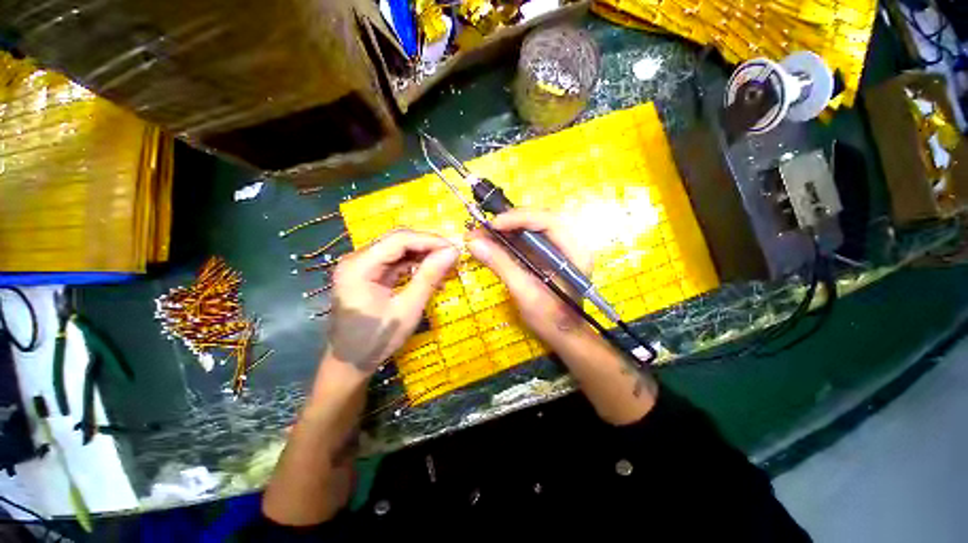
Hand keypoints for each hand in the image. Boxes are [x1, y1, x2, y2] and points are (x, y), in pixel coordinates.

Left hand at [326, 230, 458, 373]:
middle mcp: (356, 259)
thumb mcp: (408, 309)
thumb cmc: (376, 340)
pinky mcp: (366, 274)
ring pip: (397, 250)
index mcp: (359, 267)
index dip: (429, 240)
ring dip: (422, 255)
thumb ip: (429, 277)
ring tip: (445, 264)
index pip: (399, 240)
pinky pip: (394, 262)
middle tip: (452, 256)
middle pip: (397, 241)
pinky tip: (430, 273)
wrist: (349, 364)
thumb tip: (453, 252)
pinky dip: (413, 266)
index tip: (454, 249)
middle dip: (427, 246)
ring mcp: (360, 266)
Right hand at [467, 209, 593, 346]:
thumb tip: (474, 242)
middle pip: (539, 219)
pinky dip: (509, 239)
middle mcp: (571, 243)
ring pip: (532, 227)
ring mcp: (560, 247)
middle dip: (510, 221)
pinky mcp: (549, 254)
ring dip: (506, 229)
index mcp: (575, 251)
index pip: (549, 220)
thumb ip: (501, 264)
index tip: (493, 225)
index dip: (520, 218)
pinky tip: (493, 243)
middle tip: (484, 228)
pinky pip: (528, 239)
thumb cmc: (550, 318)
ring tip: (482, 234)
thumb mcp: (525, 292)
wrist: (562, 334)